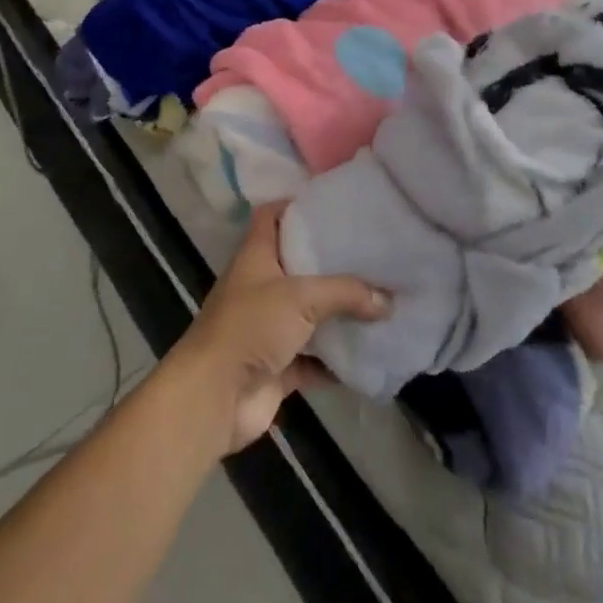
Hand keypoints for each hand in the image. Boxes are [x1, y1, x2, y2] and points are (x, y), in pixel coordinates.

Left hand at [165, 204, 388, 456]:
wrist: (214, 397)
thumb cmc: (251, 327)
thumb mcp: (301, 297)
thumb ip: (346, 293)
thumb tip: (388, 299)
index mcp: (256, 256)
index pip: (271, 216)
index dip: (296, 205)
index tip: (333, 205)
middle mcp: (261, 287)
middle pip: (298, 265)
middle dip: (332, 262)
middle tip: (372, 253)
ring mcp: (269, 328)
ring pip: (310, 314)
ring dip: (339, 313)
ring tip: (381, 300)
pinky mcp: (278, 366)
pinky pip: (315, 359)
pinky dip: (338, 359)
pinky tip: (370, 352)